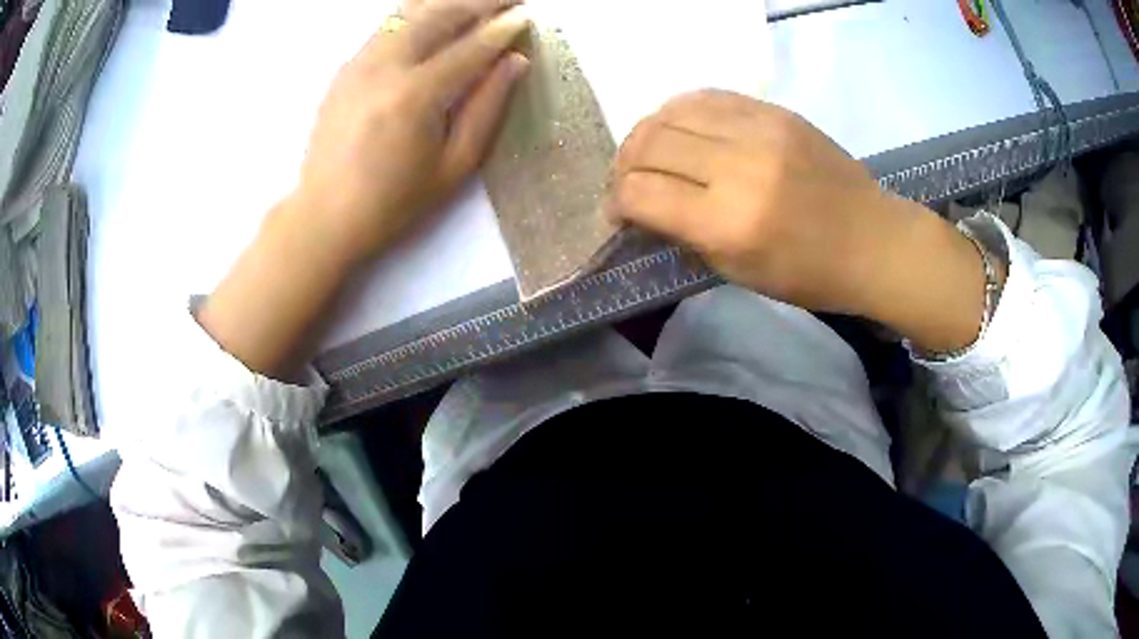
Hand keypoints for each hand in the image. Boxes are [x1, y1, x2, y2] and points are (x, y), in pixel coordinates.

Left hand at [294, 0, 530, 263]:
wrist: (324, 216)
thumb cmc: (393, 203)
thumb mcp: (453, 167)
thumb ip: (487, 108)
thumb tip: (514, 61)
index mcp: (415, 96)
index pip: (471, 47)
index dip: (503, 28)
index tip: (527, 14)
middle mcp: (385, 67)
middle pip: (439, 15)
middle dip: (480, 1)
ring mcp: (359, 63)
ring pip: (410, 12)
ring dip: (449, 1)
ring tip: (477, 3)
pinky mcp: (346, 67)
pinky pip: (388, 26)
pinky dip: (418, 13)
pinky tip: (437, 14)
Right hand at [609, 90, 995, 351]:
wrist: (873, 241)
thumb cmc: (809, 275)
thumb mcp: (739, 273)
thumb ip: (684, 235)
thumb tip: (643, 208)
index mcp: (730, 222)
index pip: (641, 193)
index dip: (616, 203)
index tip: (619, 213)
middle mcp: (739, 166)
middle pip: (649, 143)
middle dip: (625, 164)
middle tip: (630, 182)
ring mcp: (759, 130)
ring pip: (671, 111)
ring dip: (648, 133)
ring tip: (651, 153)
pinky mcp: (774, 111)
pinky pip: (707, 96)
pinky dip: (681, 112)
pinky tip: (683, 130)